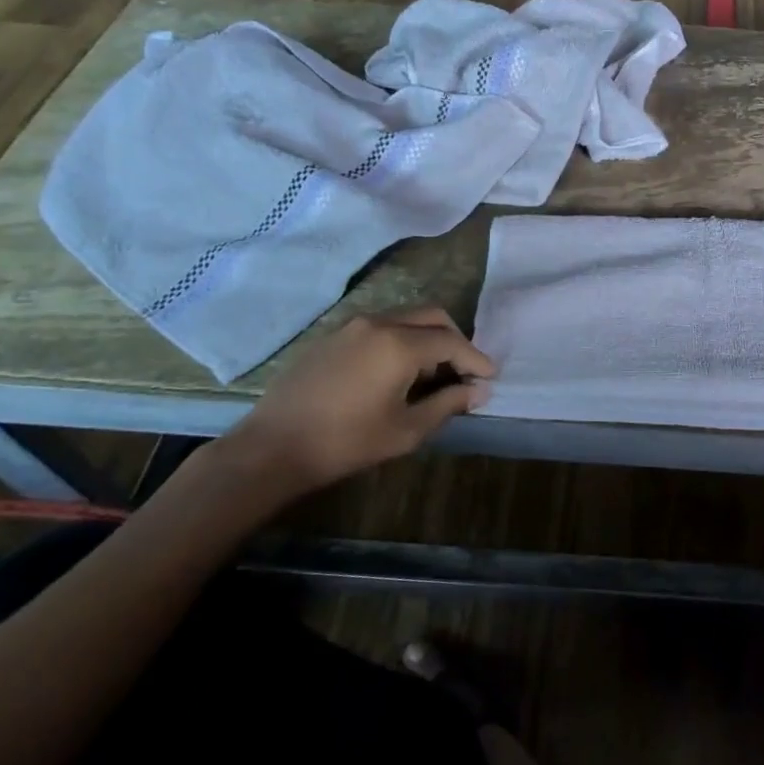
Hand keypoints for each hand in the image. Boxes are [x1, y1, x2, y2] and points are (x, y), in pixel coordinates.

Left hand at [223, 307, 494, 507]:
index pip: (452, 342)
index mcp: (399, 344)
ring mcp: (351, 326)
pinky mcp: (333, 336)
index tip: (490, 377)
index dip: (476, 359)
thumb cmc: (346, 443)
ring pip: (405, 319)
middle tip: (465, 371)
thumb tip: (479, 391)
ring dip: (427, 339)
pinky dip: (401, 341)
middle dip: (455, 340)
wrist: (273, 447)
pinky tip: (397, 373)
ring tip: (432, 375)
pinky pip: (380, 328)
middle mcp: (379, 323)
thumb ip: (448, 404)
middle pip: (432, 317)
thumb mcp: (406, 430)